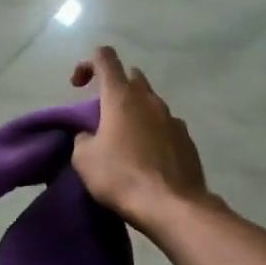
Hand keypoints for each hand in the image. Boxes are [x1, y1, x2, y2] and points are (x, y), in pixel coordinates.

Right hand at [69, 47, 209, 232]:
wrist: (171, 206)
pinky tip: (147, 158)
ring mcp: (173, 119)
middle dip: (115, 88)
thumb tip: (89, 136)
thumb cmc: (121, 177)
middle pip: (132, 77)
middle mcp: (150, 100)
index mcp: (121, 97)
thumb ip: (82, 138)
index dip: (88, 64)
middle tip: (103, 115)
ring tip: (125, 141)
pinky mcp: (187, 140)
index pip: (105, 58)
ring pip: (150, 103)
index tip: (78, 86)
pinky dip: (153, 133)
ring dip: (135, 112)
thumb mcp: (84, 159)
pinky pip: (165, 126)